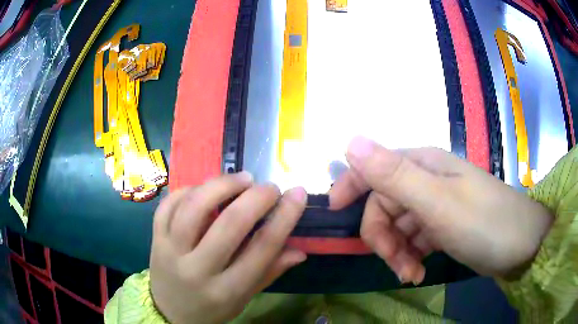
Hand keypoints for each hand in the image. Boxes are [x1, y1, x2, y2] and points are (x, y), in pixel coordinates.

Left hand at [150, 172, 306, 323]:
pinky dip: (189, 190)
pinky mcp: (155, 238)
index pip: (262, 249)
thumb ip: (269, 273)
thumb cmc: (211, 309)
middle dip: (256, 198)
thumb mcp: (243, 299)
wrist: (169, 313)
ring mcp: (170, 251)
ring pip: (194, 207)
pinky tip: (205, 188)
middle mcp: (197, 269)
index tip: (298, 194)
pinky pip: (168, 205)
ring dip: (221, 185)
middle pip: (229, 224)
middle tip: (270, 187)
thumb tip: (299, 251)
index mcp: (226, 290)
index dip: (284, 217)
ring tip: (242, 179)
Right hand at [329, 137, 552, 283]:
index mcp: (423, 164)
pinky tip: (418, 273)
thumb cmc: (484, 222)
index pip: (373, 167)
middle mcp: (427, 180)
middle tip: (395, 264)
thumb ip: (394, 175)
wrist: (522, 245)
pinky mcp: (444, 226)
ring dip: (397, 252)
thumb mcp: (438, 202)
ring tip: (410, 275)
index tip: (335, 214)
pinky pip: (414, 239)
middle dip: (381, 237)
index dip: (351, 186)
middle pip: (385, 204)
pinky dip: (411, 257)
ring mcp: (436, 204)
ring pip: (398, 226)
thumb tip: (351, 143)